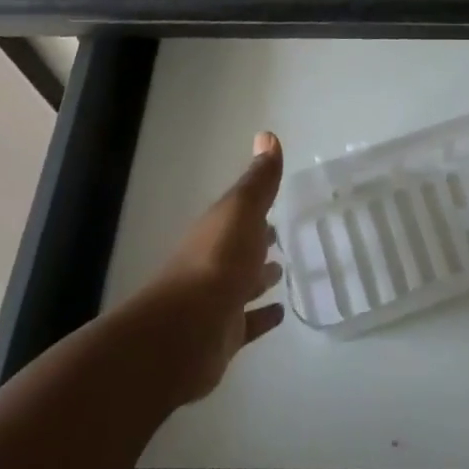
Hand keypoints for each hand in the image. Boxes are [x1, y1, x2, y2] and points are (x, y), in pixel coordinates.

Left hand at [146, 131, 286, 404]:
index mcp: (218, 229)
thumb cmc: (217, 261)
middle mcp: (215, 261)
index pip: (239, 212)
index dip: (257, 205)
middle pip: (241, 247)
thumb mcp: (242, 210)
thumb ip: (259, 179)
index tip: (279, 201)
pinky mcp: (224, 334)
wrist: (184, 333)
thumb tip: (267, 134)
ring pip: (244, 283)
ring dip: (261, 277)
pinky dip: (262, 316)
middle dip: (259, 241)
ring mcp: (218, 300)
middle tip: (283, 236)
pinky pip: (248, 321)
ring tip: (284, 272)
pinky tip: (281, 313)